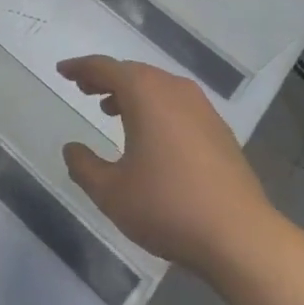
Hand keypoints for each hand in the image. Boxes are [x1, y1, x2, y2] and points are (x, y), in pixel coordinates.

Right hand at [59, 56, 277, 279]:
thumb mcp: (110, 192)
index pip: (105, 68)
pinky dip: (155, 107)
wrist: (240, 237)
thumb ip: (84, 166)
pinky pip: (176, 104)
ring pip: (157, 87)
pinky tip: (148, 134)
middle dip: (105, 78)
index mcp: (145, 94)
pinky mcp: (219, 130)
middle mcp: (175, 90)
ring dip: (131, 92)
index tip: (62, 71)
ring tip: (110, 110)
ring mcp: (202, 109)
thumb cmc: (167, 207)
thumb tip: (72, 148)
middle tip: (83, 88)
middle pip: (133, 72)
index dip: (81, 67)